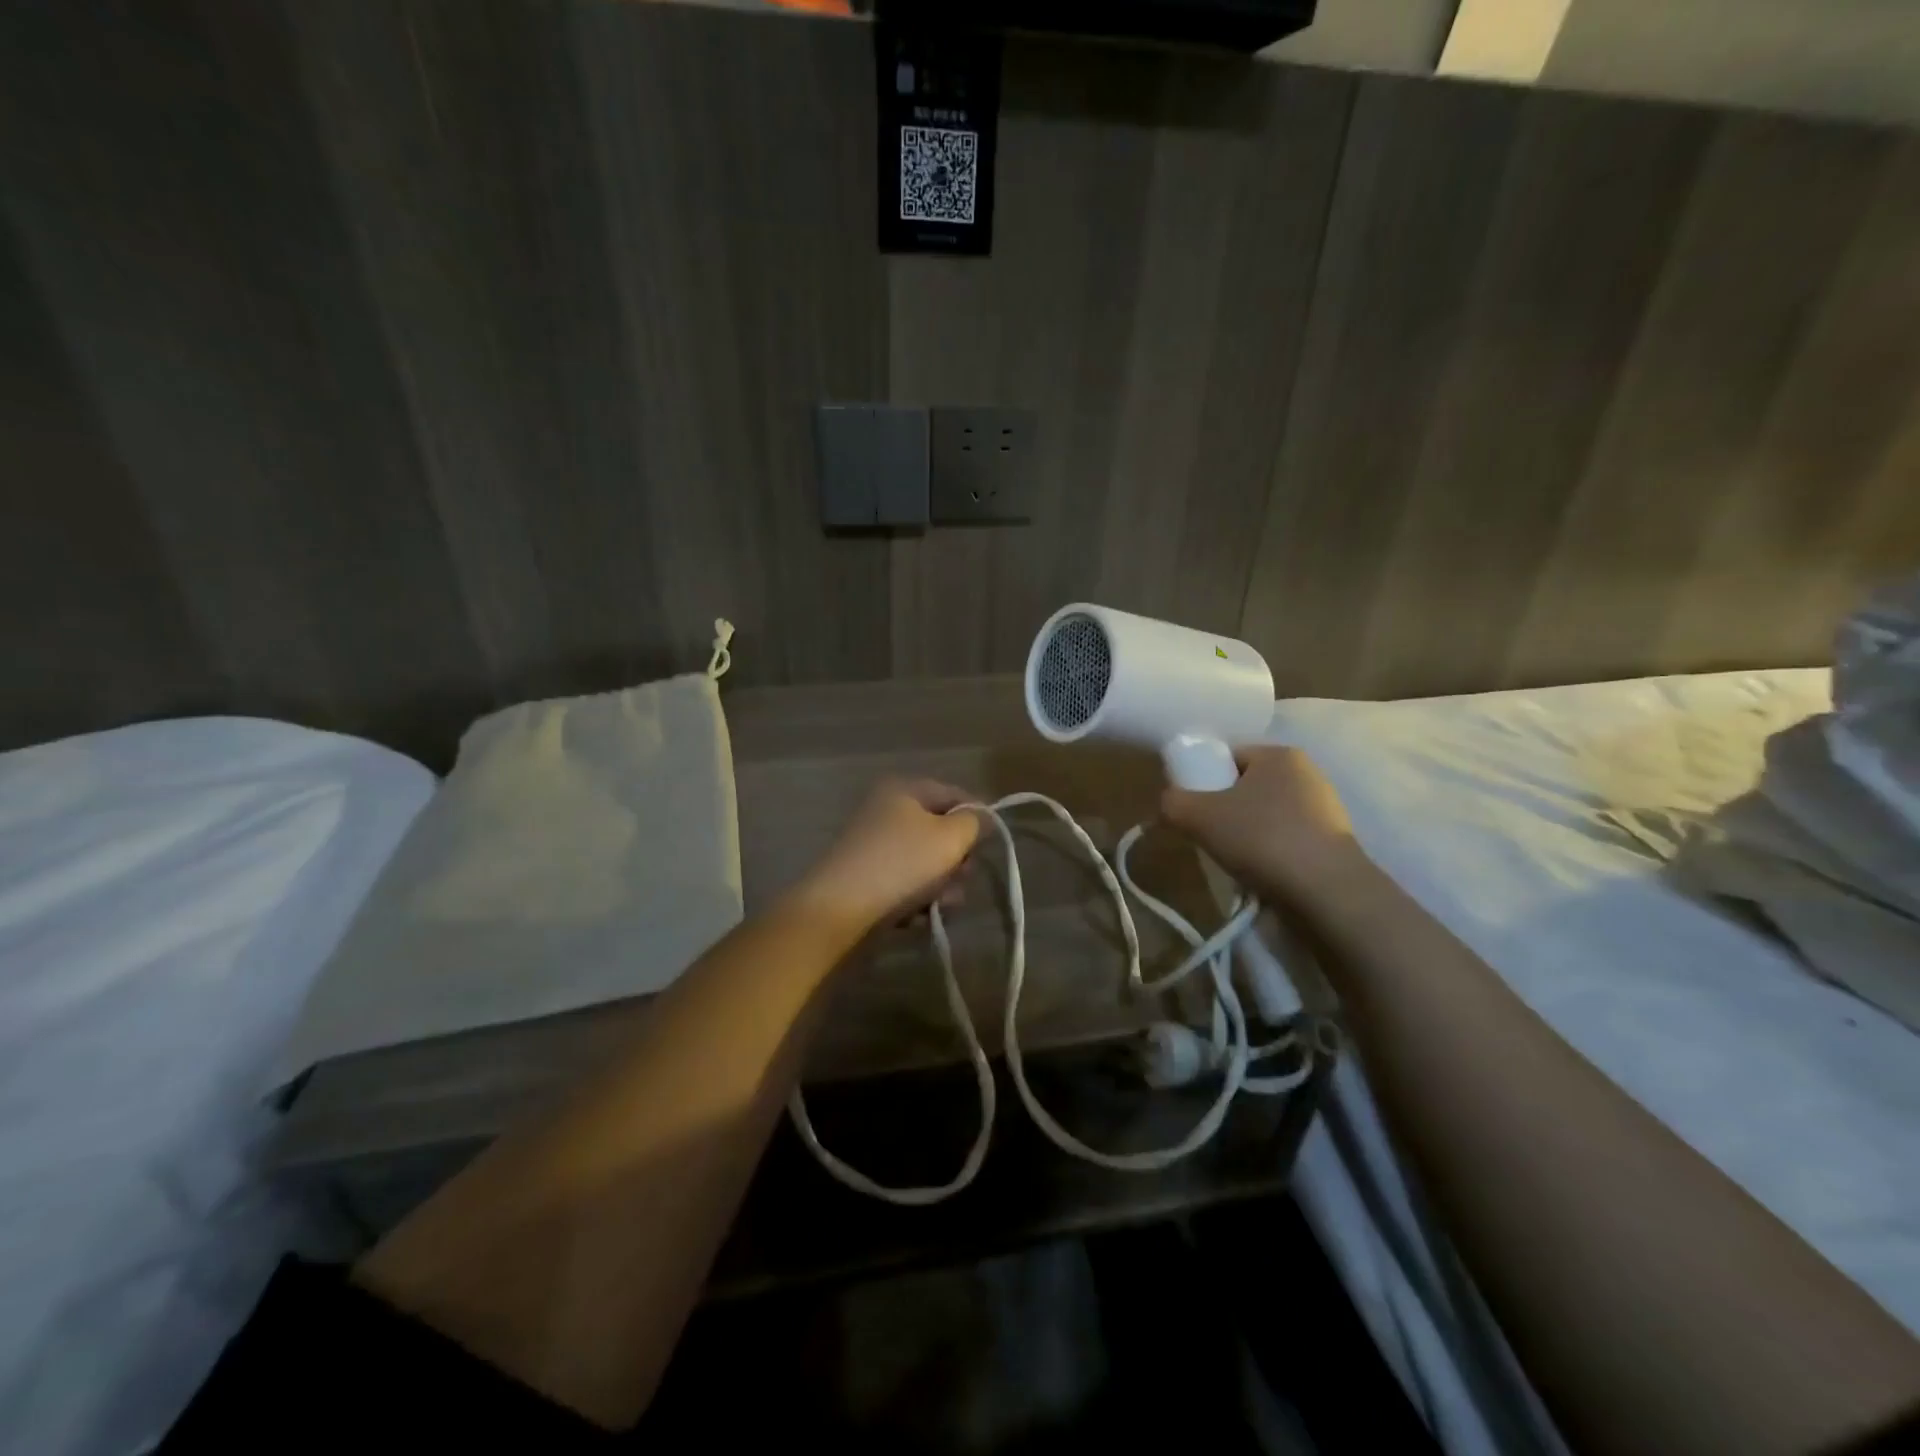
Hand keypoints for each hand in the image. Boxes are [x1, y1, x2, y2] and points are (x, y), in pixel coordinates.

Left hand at [795, 778, 981, 932]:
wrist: (838, 911)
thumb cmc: (901, 864)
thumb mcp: (949, 838)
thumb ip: (974, 822)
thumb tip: (981, 817)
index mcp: (903, 790)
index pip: (954, 794)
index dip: (978, 817)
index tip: (991, 845)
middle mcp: (886, 811)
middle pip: (940, 831)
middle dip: (957, 860)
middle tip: (961, 878)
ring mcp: (874, 847)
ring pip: (926, 863)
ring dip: (941, 886)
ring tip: (940, 905)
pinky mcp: (867, 879)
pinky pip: (905, 884)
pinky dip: (916, 899)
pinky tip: (918, 917)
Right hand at [1160, 746, 1363, 904]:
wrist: (1327, 892)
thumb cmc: (1261, 838)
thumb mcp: (1197, 816)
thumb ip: (1172, 802)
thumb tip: (1169, 804)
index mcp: (1278, 754)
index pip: (1228, 755)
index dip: (1203, 779)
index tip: (1192, 809)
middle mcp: (1307, 772)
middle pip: (1246, 786)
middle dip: (1224, 809)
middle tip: (1207, 836)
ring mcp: (1326, 808)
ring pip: (1266, 814)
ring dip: (1246, 833)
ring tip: (1234, 859)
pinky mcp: (1334, 842)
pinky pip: (1287, 838)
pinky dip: (1269, 852)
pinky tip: (1260, 873)